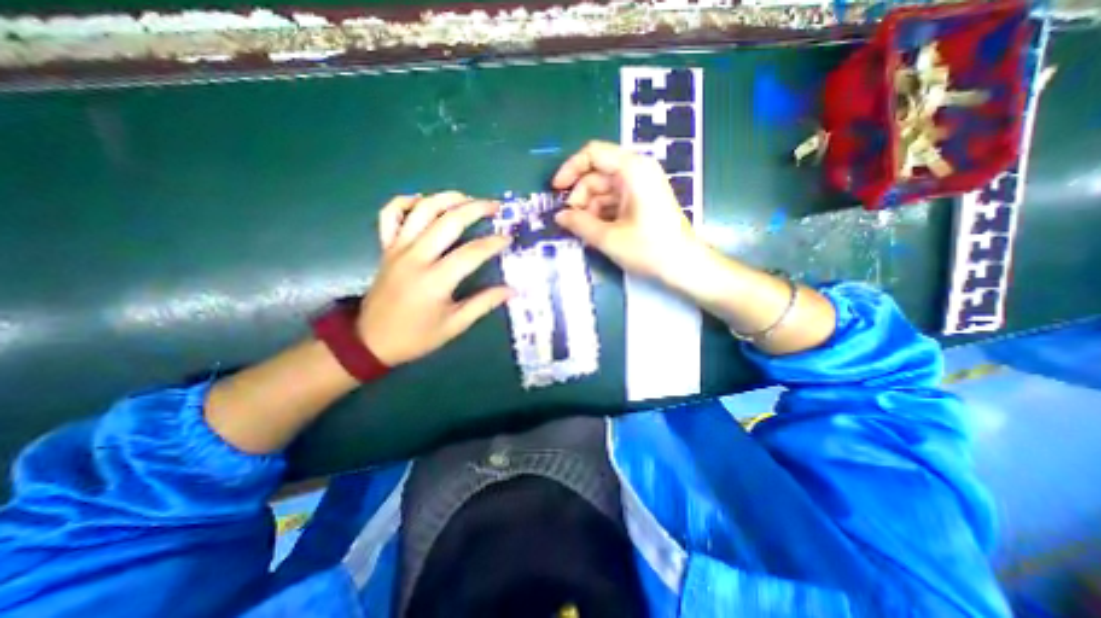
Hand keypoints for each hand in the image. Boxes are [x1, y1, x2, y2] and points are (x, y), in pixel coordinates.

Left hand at [365, 192, 513, 365]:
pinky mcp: (386, 247)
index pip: (471, 253)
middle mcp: (416, 257)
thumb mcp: (454, 325)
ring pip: (422, 210)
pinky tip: (423, 201)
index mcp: (435, 280)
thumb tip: (511, 290)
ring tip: (467, 198)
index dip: (493, 243)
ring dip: (446, 198)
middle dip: (475, 208)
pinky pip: (391, 214)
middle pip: (448, 221)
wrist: (370, 340)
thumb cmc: (416, 336)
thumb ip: (483, 304)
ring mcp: (397, 248)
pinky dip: (405, 202)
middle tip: (495, 206)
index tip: (508, 239)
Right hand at [555, 140, 700, 282]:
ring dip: (589, 209)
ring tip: (584, 232)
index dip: (570, 169)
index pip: (593, 154)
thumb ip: (579, 224)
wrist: (684, 266)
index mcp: (632, 170)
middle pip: (597, 174)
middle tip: (571, 222)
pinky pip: (614, 200)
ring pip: (604, 190)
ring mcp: (641, 187)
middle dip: (580, 197)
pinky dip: (602, 214)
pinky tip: (596, 232)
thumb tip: (559, 216)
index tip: (556, 191)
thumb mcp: (608, 238)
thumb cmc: (648, 249)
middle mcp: (637, 171)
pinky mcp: (642, 201)